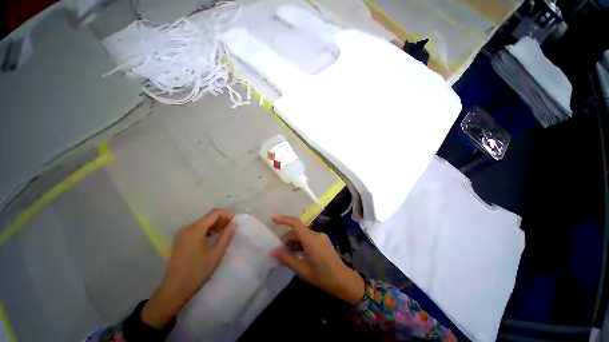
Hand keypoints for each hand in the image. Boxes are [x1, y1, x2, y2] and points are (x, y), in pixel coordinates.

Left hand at [141, 209, 234, 328]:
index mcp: (195, 230)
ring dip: (215, 225)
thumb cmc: (197, 272)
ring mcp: (182, 233)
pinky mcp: (180, 239)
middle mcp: (187, 228)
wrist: (174, 289)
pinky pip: (197, 229)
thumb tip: (233, 223)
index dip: (227, 215)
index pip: (215, 213)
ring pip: (203, 222)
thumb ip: (226, 236)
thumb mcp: (216, 254)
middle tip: (231, 229)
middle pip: (208, 217)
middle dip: (222, 220)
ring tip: (224, 234)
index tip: (235, 223)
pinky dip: (207, 230)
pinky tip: (213, 238)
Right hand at [271, 216, 364, 304]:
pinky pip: (309, 238)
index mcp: (311, 239)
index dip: (284, 220)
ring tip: (288, 254)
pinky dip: (301, 243)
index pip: (296, 223)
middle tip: (280, 251)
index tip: (273, 220)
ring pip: (303, 234)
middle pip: (298, 231)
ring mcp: (321, 236)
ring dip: (294, 242)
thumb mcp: (302, 270)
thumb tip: (273, 252)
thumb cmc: (322, 276)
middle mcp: (316, 234)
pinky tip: (298, 253)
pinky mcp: (323, 240)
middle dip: (287, 239)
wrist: (343, 280)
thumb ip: (287, 259)